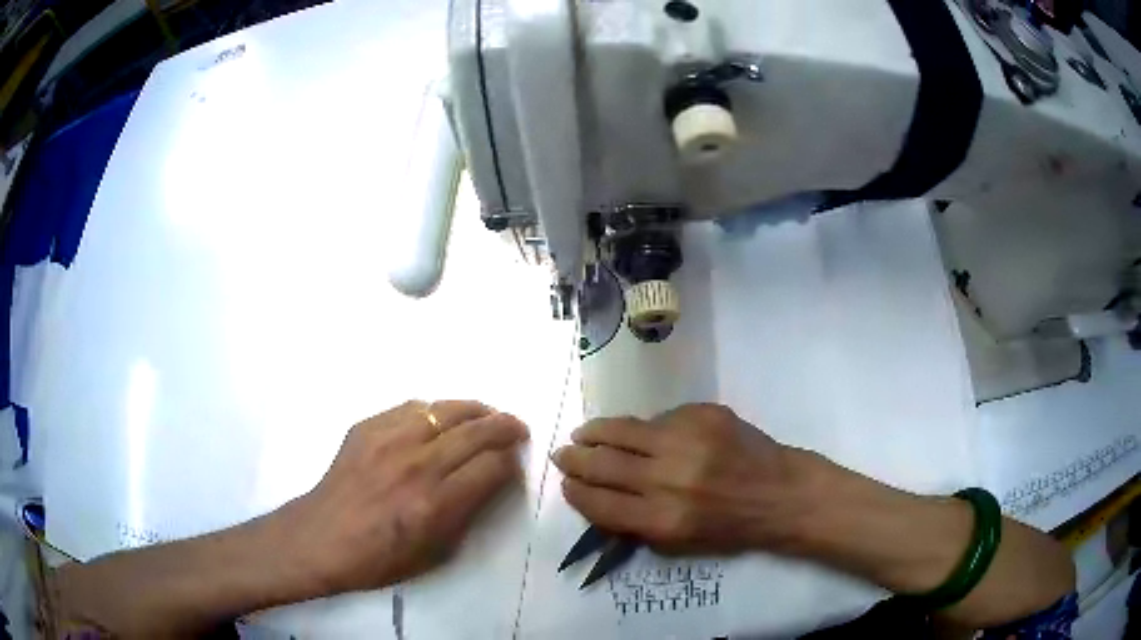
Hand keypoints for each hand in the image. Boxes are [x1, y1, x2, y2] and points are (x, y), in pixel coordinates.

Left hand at [285, 400, 528, 593]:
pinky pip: (412, 407)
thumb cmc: (379, 559)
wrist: (321, 538)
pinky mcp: (367, 427)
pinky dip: (435, 411)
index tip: (515, 464)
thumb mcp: (436, 553)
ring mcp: (389, 440)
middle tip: (518, 428)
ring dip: (475, 410)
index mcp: (436, 503)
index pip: (492, 467)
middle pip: (476, 432)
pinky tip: (440, 419)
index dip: (511, 463)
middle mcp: (417, 465)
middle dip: (506, 427)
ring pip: (446, 409)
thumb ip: (467, 513)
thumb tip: (489, 481)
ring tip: (487, 415)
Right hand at [553, 403, 811, 554]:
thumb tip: (598, 496)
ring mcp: (687, 441)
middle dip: (575, 460)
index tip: (566, 485)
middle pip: (604, 464)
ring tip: (583, 433)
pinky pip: (659, 418)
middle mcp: (670, 480)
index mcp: (663, 520)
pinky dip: (643, 428)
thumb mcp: (679, 543)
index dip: (576, 492)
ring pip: (623, 431)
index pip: (599, 503)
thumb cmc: (731, 527)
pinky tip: (638, 432)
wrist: (780, 494)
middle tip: (564, 455)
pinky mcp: (704, 415)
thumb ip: (636, 522)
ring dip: (595, 432)